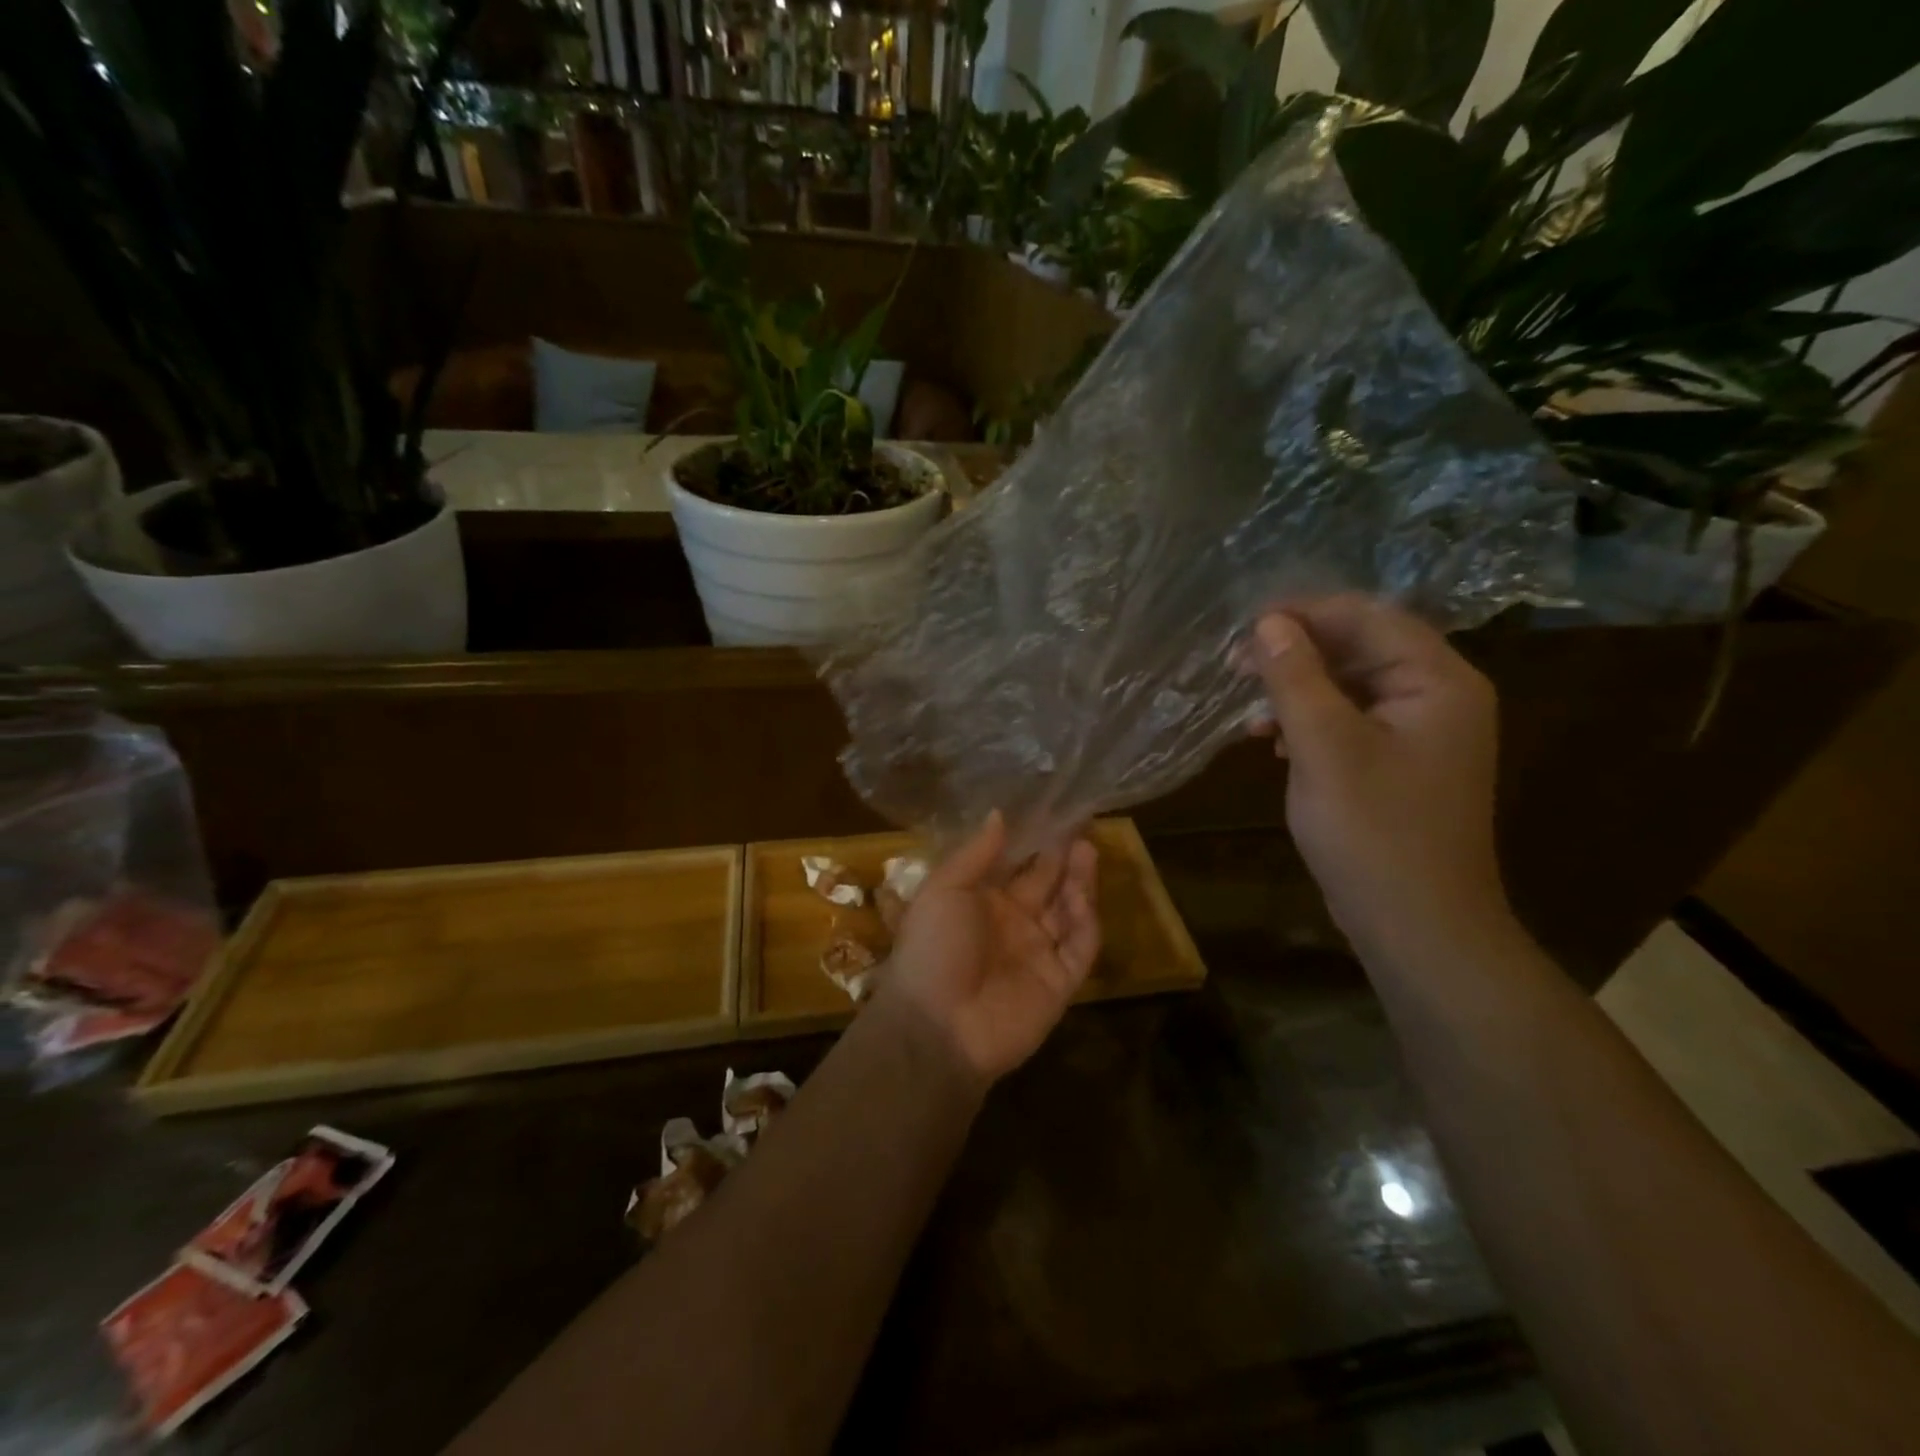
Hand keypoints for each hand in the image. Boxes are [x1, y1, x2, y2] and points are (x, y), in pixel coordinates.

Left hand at [881, 811, 1100, 1085]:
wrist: (935, 1027)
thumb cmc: (932, 948)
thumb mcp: (944, 890)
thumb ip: (975, 854)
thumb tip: (999, 814)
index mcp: (982, 902)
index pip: (1017, 866)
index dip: (1035, 842)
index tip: (1055, 813)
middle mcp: (1013, 924)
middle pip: (1047, 885)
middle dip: (1063, 857)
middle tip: (1081, 825)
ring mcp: (1038, 953)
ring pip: (1069, 911)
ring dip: (1079, 882)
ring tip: (1085, 849)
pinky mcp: (1059, 982)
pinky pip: (1080, 947)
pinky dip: (1086, 921)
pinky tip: (1082, 894)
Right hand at [1247, 595, 1508, 958]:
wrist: (1417, 926)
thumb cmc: (1374, 832)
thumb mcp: (1324, 747)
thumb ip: (1296, 678)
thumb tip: (1267, 622)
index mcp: (1437, 681)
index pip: (1368, 617)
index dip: (1303, 613)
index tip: (1243, 627)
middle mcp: (1438, 696)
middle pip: (1361, 647)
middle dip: (1296, 652)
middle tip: (1235, 666)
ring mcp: (1420, 732)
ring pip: (1350, 685)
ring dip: (1298, 688)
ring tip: (1250, 710)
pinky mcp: (1399, 762)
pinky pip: (1351, 720)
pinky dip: (1310, 721)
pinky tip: (1274, 740)